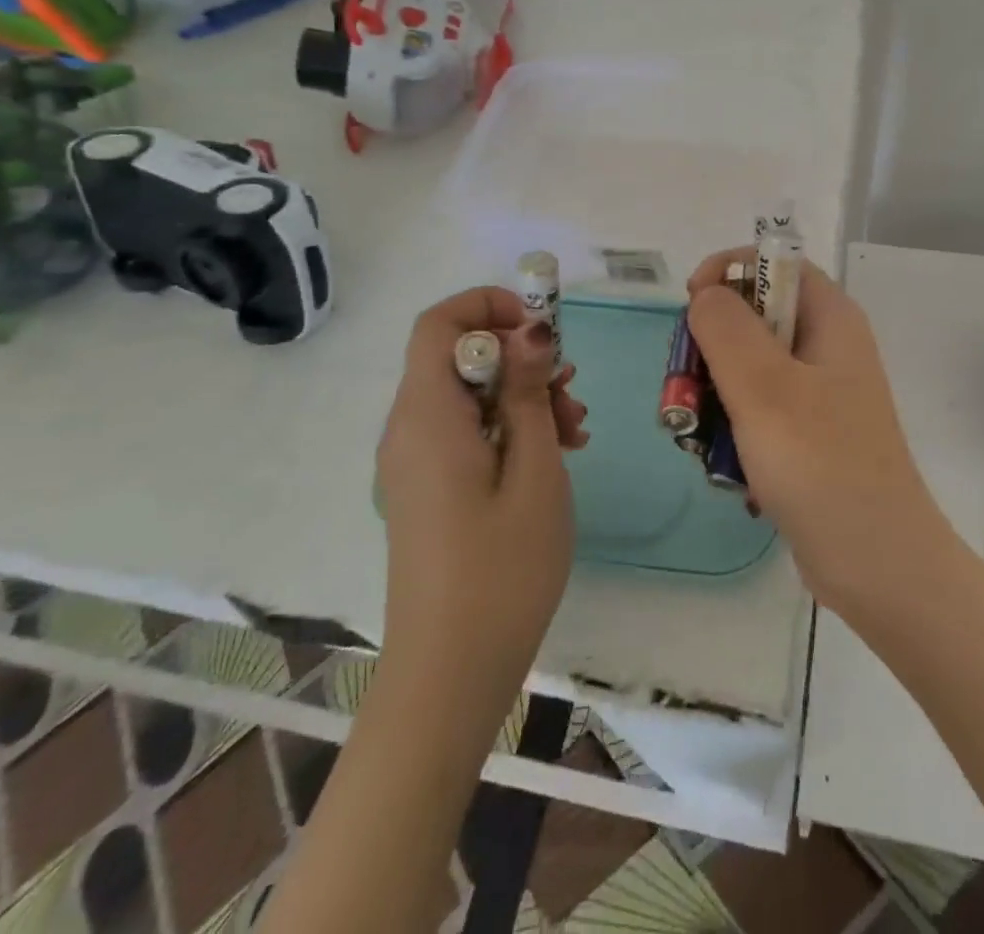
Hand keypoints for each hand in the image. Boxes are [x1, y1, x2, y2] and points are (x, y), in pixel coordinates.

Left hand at [376, 287, 588, 693]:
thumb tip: (530, 329)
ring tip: (575, 432)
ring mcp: (414, 462)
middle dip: (519, 358)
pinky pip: (465, 432)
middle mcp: (409, 430)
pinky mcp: (426, 489)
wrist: (451, 675)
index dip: (489, 307)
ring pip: (467, 395)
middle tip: (571, 391)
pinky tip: (552, 455)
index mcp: (427, 417)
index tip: (543, 330)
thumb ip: (528, 392)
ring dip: (521, 396)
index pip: (440, 324)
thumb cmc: (501, 570)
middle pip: (458, 357)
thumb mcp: (534, 470)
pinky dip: (507, 427)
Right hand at [687, 251, 950, 618]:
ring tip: (701, 436)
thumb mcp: (765, 387)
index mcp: (831, 319)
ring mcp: (819, 393)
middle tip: (688, 386)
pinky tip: (726, 466)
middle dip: (711, 346)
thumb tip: (706, 295)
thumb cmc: (821, 464)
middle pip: (755, 316)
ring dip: (715, 394)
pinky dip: (733, 428)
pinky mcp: (808, 434)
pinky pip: (758, 410)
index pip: (776, 263)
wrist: (876, 563)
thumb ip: (726, 328)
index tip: (691, 306)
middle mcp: (828, 347)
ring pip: (749, 367)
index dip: (729, 271)